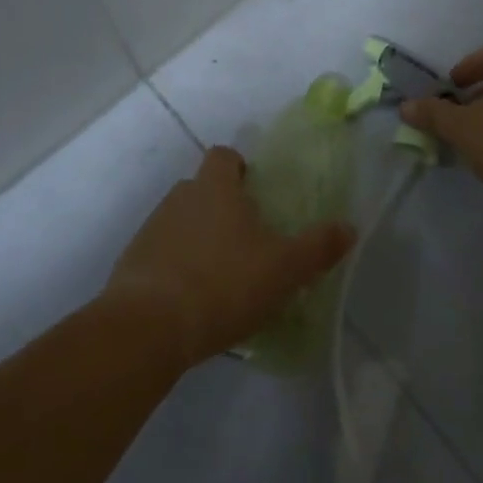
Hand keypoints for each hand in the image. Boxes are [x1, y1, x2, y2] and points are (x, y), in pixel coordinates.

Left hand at [104, 146, 354, 369]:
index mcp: (215, 187)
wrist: (148, 326)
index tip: (255, 192)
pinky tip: (192, 300)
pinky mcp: (132, 264)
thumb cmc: (223, 283)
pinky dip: (175, 268)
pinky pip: (161, 254)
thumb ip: (317, 247)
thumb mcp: (283, 269)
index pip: (223, 156)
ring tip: (221, 275)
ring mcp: (151, 229)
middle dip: (222, 207)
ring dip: (198, 239)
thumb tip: (349, 226)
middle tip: (246, 240)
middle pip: (202, 189)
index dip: (239, 167)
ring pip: (181, 222)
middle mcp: (180, 197)